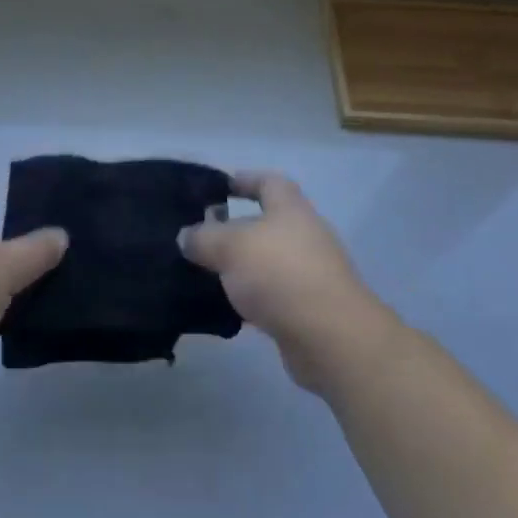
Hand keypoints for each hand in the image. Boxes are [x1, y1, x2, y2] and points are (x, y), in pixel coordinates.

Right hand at [181, 171, 390, 392]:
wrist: (330, 337)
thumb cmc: (280, 273)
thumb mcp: (230, 246)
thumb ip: (203, 237)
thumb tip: (186, 236)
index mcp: (290, 209)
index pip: (268, 182)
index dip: (244, 180)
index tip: (218, 187)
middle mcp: (303, 236)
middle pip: (266, 223)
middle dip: (234, 228)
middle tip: (199, 235)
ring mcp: (308, 274)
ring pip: (266, 261)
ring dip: (239, 266)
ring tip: (203, 272)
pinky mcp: (306, 309)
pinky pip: (270, 295)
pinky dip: (249, 298)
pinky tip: (223, 307)